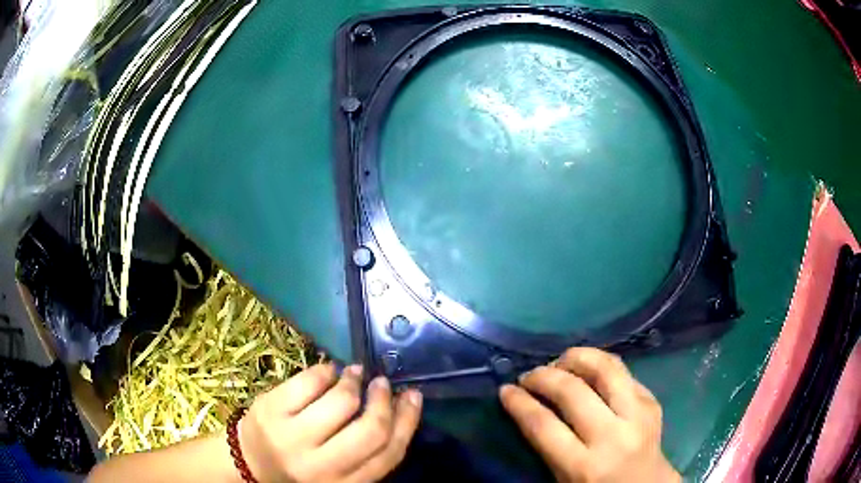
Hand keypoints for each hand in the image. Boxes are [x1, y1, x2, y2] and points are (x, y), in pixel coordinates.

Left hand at [238, 364, 421, 482]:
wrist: (249, 465)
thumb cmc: (301, 469)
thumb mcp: (339, 473)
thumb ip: (365, 453)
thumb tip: (396, 406)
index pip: (388, 454)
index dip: (407, 421)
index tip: (412, 397)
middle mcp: (319, 466)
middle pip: (370, 429)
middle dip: (382, 400)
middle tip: (382, 384)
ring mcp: (291, 437)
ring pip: (340, 401)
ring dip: (354, 380)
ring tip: (355, 375)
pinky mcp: (269, 411)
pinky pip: (308, 381)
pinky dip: (325, 371)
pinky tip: (329, 372)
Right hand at [500, 348, 679, 482]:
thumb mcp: (563, 480)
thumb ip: (547, 446)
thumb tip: (527, 406)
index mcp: (584, 466)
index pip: (543, 425)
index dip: (519, 403)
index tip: (505, 390)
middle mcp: (613, 437)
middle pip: (572, 391)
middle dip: (543, 376)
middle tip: (529, 375)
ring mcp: (638, 415)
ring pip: (607, 368)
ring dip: (577, 357)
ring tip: (560, 361)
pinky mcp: (652, 402)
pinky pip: (624, 372)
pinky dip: (602, 365)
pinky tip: (589, 369)